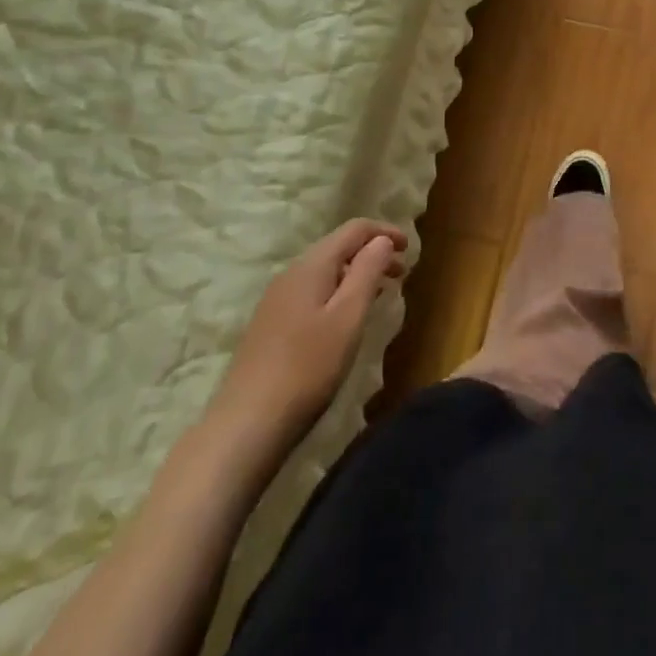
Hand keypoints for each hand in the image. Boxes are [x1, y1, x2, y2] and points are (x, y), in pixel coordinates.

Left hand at [198, 219, 408, 483]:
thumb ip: (367, 272)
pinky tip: (346, 319)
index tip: (409, 248)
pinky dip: (338, 292)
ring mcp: (277, 300)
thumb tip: (381, 240)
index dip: (384, 232)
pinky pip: (313, 292)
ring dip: (356, 274)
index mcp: (311, 266)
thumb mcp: (348, 317)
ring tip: (381, 294)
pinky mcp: (271, 325)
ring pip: (325, 271)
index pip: (354, 229)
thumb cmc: (307, 367)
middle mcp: (291, 274)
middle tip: (401, 274)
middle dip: (372, 253)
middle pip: (338, 247)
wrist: (246, 425)